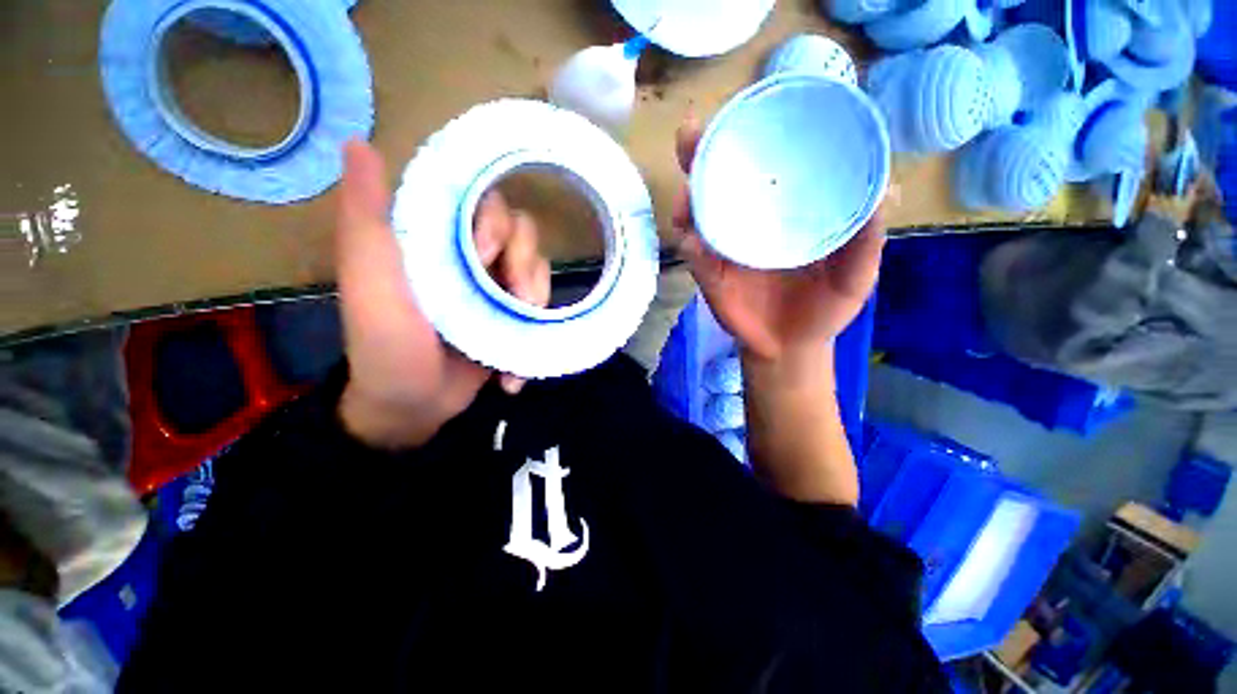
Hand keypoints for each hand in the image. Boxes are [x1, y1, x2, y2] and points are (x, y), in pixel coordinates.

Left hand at [335, 142, 549, 448]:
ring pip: (539, 270)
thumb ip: (366, 219)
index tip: (486, 255)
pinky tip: (515, 364)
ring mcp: (498, 290)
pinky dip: (537, 331)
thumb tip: (360, 142)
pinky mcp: (514, 318)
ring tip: (518, 333)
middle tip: (515, 301)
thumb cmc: (387, 344)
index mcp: (439, 240)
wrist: (412, 406)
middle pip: (523, 236)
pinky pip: (543, 307)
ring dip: (537, 300)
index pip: (485, 203)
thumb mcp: (370, 282)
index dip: (496, 223)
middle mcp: (474, 258)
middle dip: (525, 267)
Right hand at [672, 115, 885, 364]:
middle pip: (716, 182)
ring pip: (696, 216)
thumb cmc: (825, 307)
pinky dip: (691, 247)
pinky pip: (696, 258)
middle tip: (691, 134)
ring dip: (686, 201)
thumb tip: (887, 188)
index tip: (744, 109)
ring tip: (687, 195)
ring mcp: (724, 249)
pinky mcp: (711, 277)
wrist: (793, 346)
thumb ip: (866, 237)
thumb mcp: (855, 272)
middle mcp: (746, 223)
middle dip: (698, 156)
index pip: (761, 166)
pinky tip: (691, 240)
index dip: (748, 136)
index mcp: (780, 212)